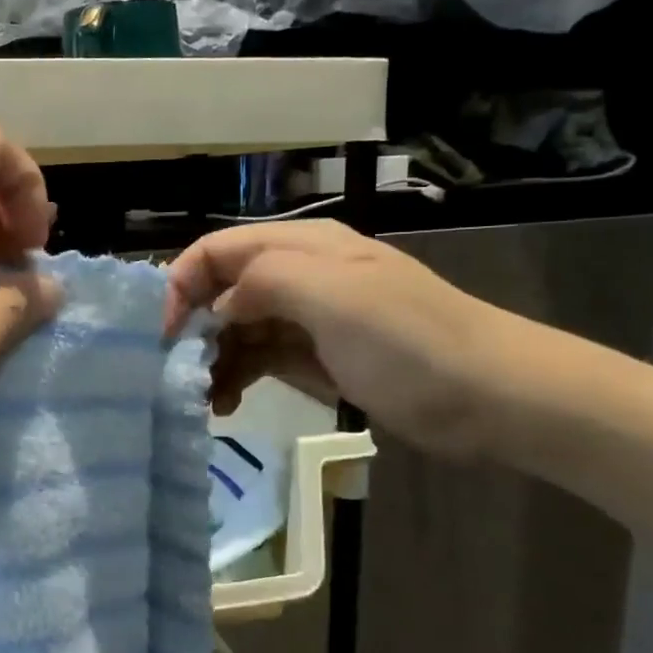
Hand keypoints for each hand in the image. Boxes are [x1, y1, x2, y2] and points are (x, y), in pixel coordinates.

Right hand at [163, 220, 519, 457]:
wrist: (492, 398)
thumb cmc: (411, 343)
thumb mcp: (335, 297)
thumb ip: (264, 283)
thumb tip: (217, 309)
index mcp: (300, 247)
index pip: (215, 250)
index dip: (179, 284)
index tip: (160, 334)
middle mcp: (296, 276)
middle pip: (219, 291)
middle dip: (189, 328)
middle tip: (176, 374)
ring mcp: (304, 319)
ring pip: (234, 329)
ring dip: (209, 359)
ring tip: (198, 399)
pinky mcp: (313, 357)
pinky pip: (257, 359)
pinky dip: (234, 378)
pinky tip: (225, 405)